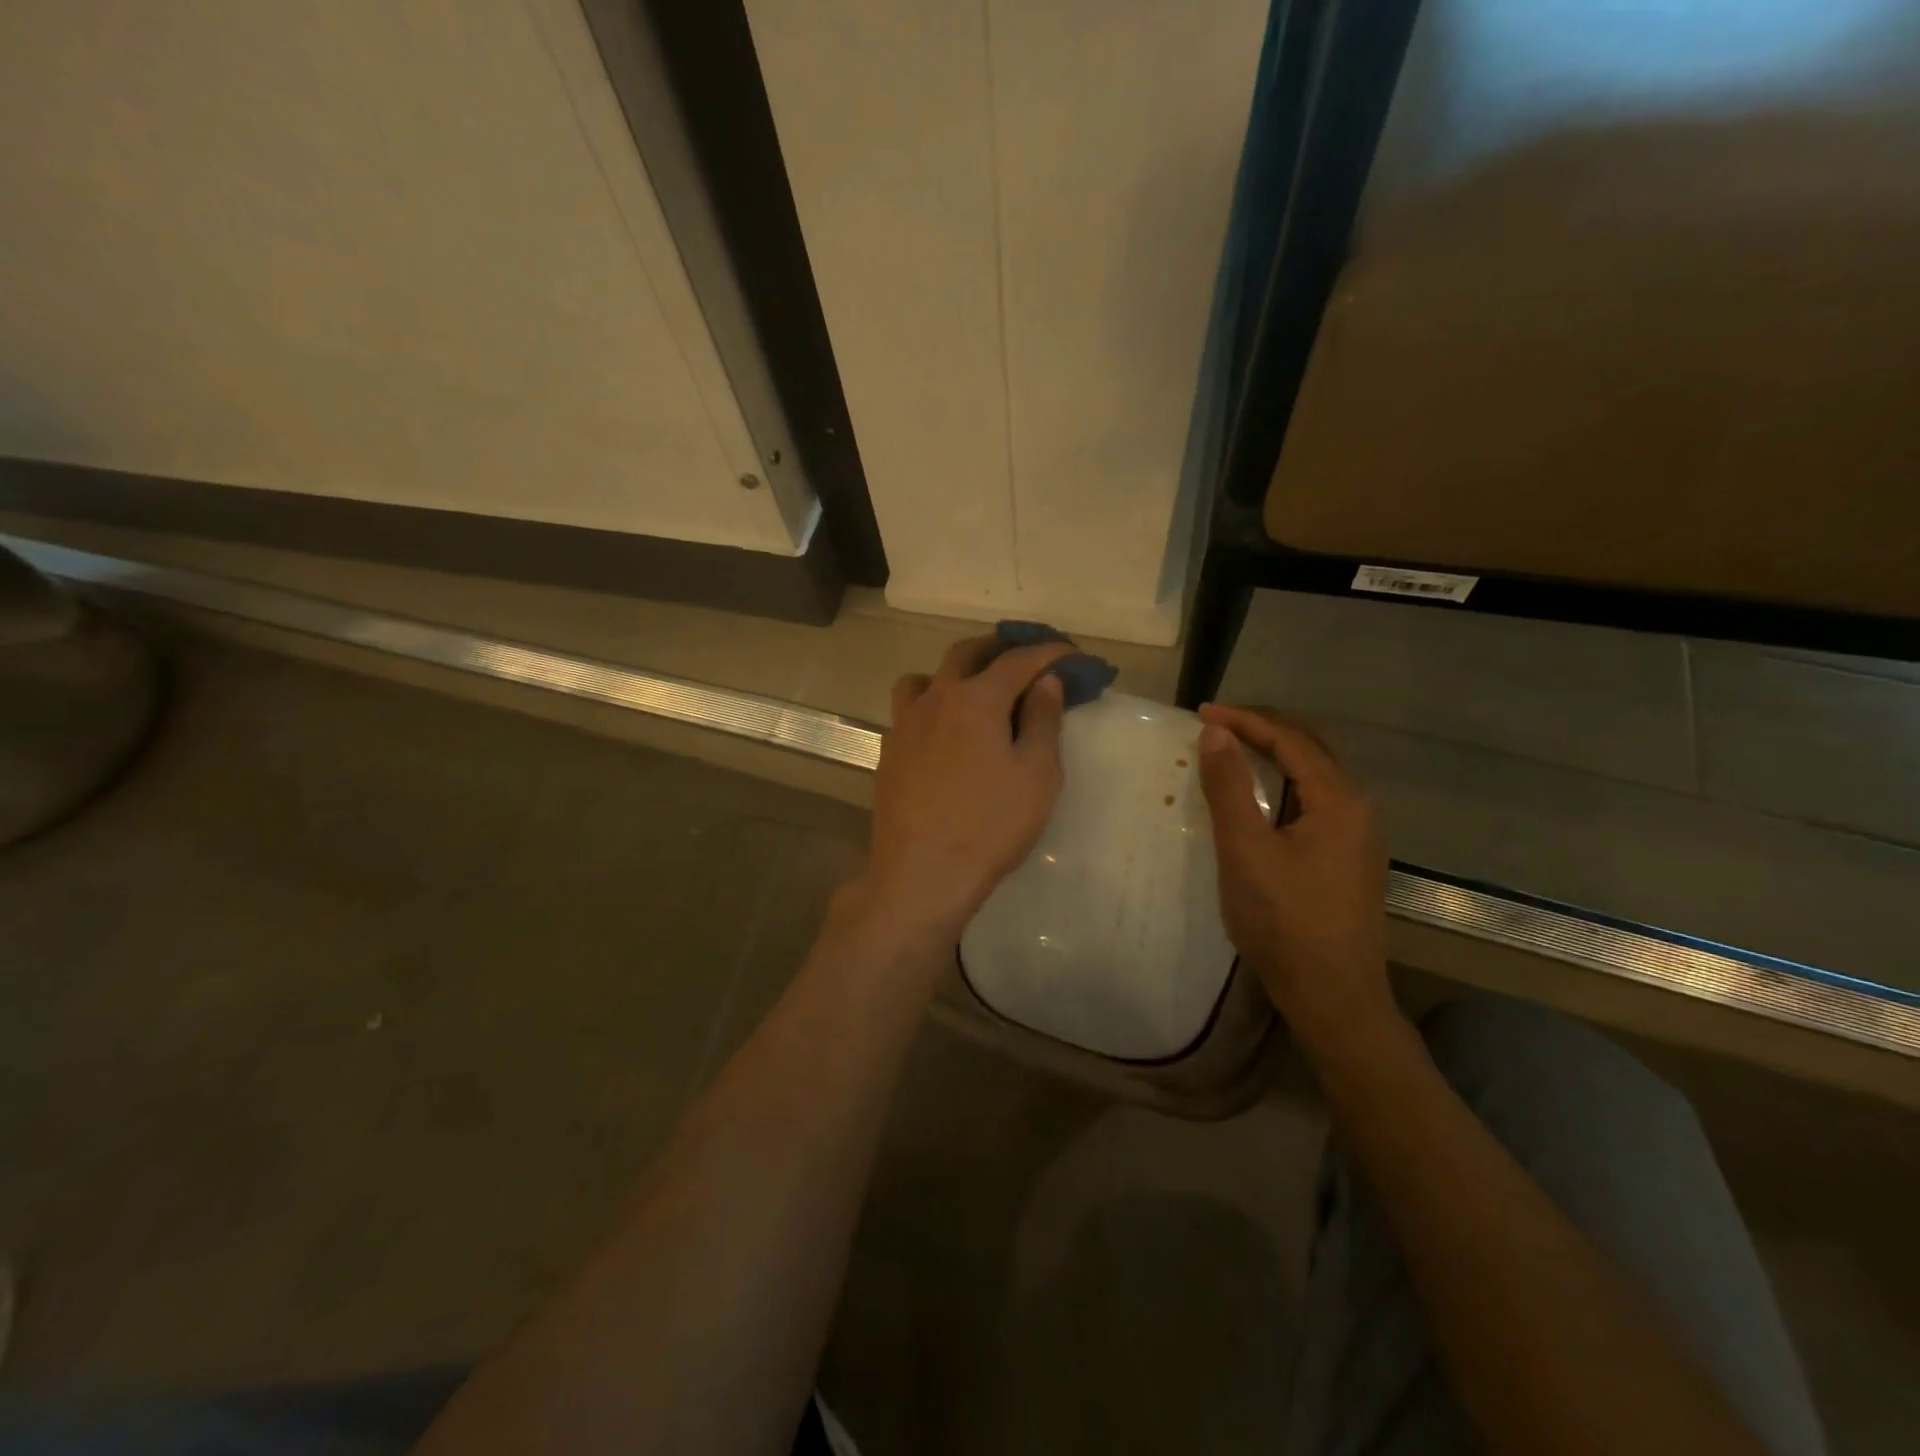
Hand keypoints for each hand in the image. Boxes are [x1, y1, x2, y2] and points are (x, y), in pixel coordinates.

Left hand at [858, 635, 1072, 941]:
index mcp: (975, 699)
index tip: (1071, 654)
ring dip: (955, 672)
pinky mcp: (889, 751)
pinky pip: (910, 709)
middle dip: (999, 648)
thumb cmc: (990, 825)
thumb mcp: (1036, 775)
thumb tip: (1045, 682)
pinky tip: (945, 733)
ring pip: (927, 677)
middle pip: (966, 654)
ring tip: (976, 691)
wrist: (922, 873)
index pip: (1017, 660)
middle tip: (1026, 659)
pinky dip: (932, 704)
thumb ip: (1042, 721)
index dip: (1048, 652)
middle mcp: (935, 699)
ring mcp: (905, 724)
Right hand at [1196, 704, 1396, 1047]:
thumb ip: (1230, 787)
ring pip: (1317, 774)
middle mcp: (1358, 808)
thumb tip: (1215, 732)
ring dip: (1277, 754)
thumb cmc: (1284, 921)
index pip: (1290, 739)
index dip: (1245, 721)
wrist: (1332, 996)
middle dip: (1265, 728)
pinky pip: (1316, 800)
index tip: (1200, 713)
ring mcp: (1358, 835)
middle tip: (1218, 724)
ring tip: (1234, 750)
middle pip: (1312, 747)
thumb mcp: (1245, 850)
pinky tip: (1261, 797)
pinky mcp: (1349, 858)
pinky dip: (1285, 783)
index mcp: (1339, 799)